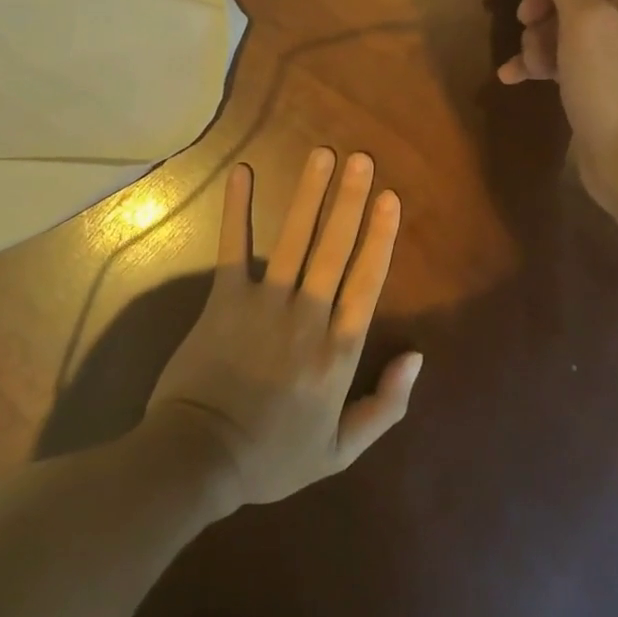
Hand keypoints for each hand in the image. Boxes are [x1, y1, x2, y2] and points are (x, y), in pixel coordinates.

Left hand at [147, 148, 422, 512]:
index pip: (367, 281)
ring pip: (294, 239)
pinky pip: (233, 247)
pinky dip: (237, 209)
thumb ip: (385, 406)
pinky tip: (242, 172)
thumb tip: (418, 357)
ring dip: (310, 194)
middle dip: (351, 200)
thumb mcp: (340, 451)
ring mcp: (265, 303)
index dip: (381, 236)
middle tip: (362, 158)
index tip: (391, 198)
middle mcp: (308, 316)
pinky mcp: (224, 299)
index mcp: (338, 350)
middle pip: (335, 248)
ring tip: (323, 155)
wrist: (199, 461)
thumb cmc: (272, 457)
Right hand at [497, 0, 617, 215]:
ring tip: (531, 64)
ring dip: (537, 38)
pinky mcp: (596, 80)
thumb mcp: (587, 21)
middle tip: (524, 21)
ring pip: (562, 23)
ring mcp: (613, 50)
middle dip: (543, 2)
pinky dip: (537, 63)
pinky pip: (560, 57)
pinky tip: (512, 77)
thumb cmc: (613, 85)